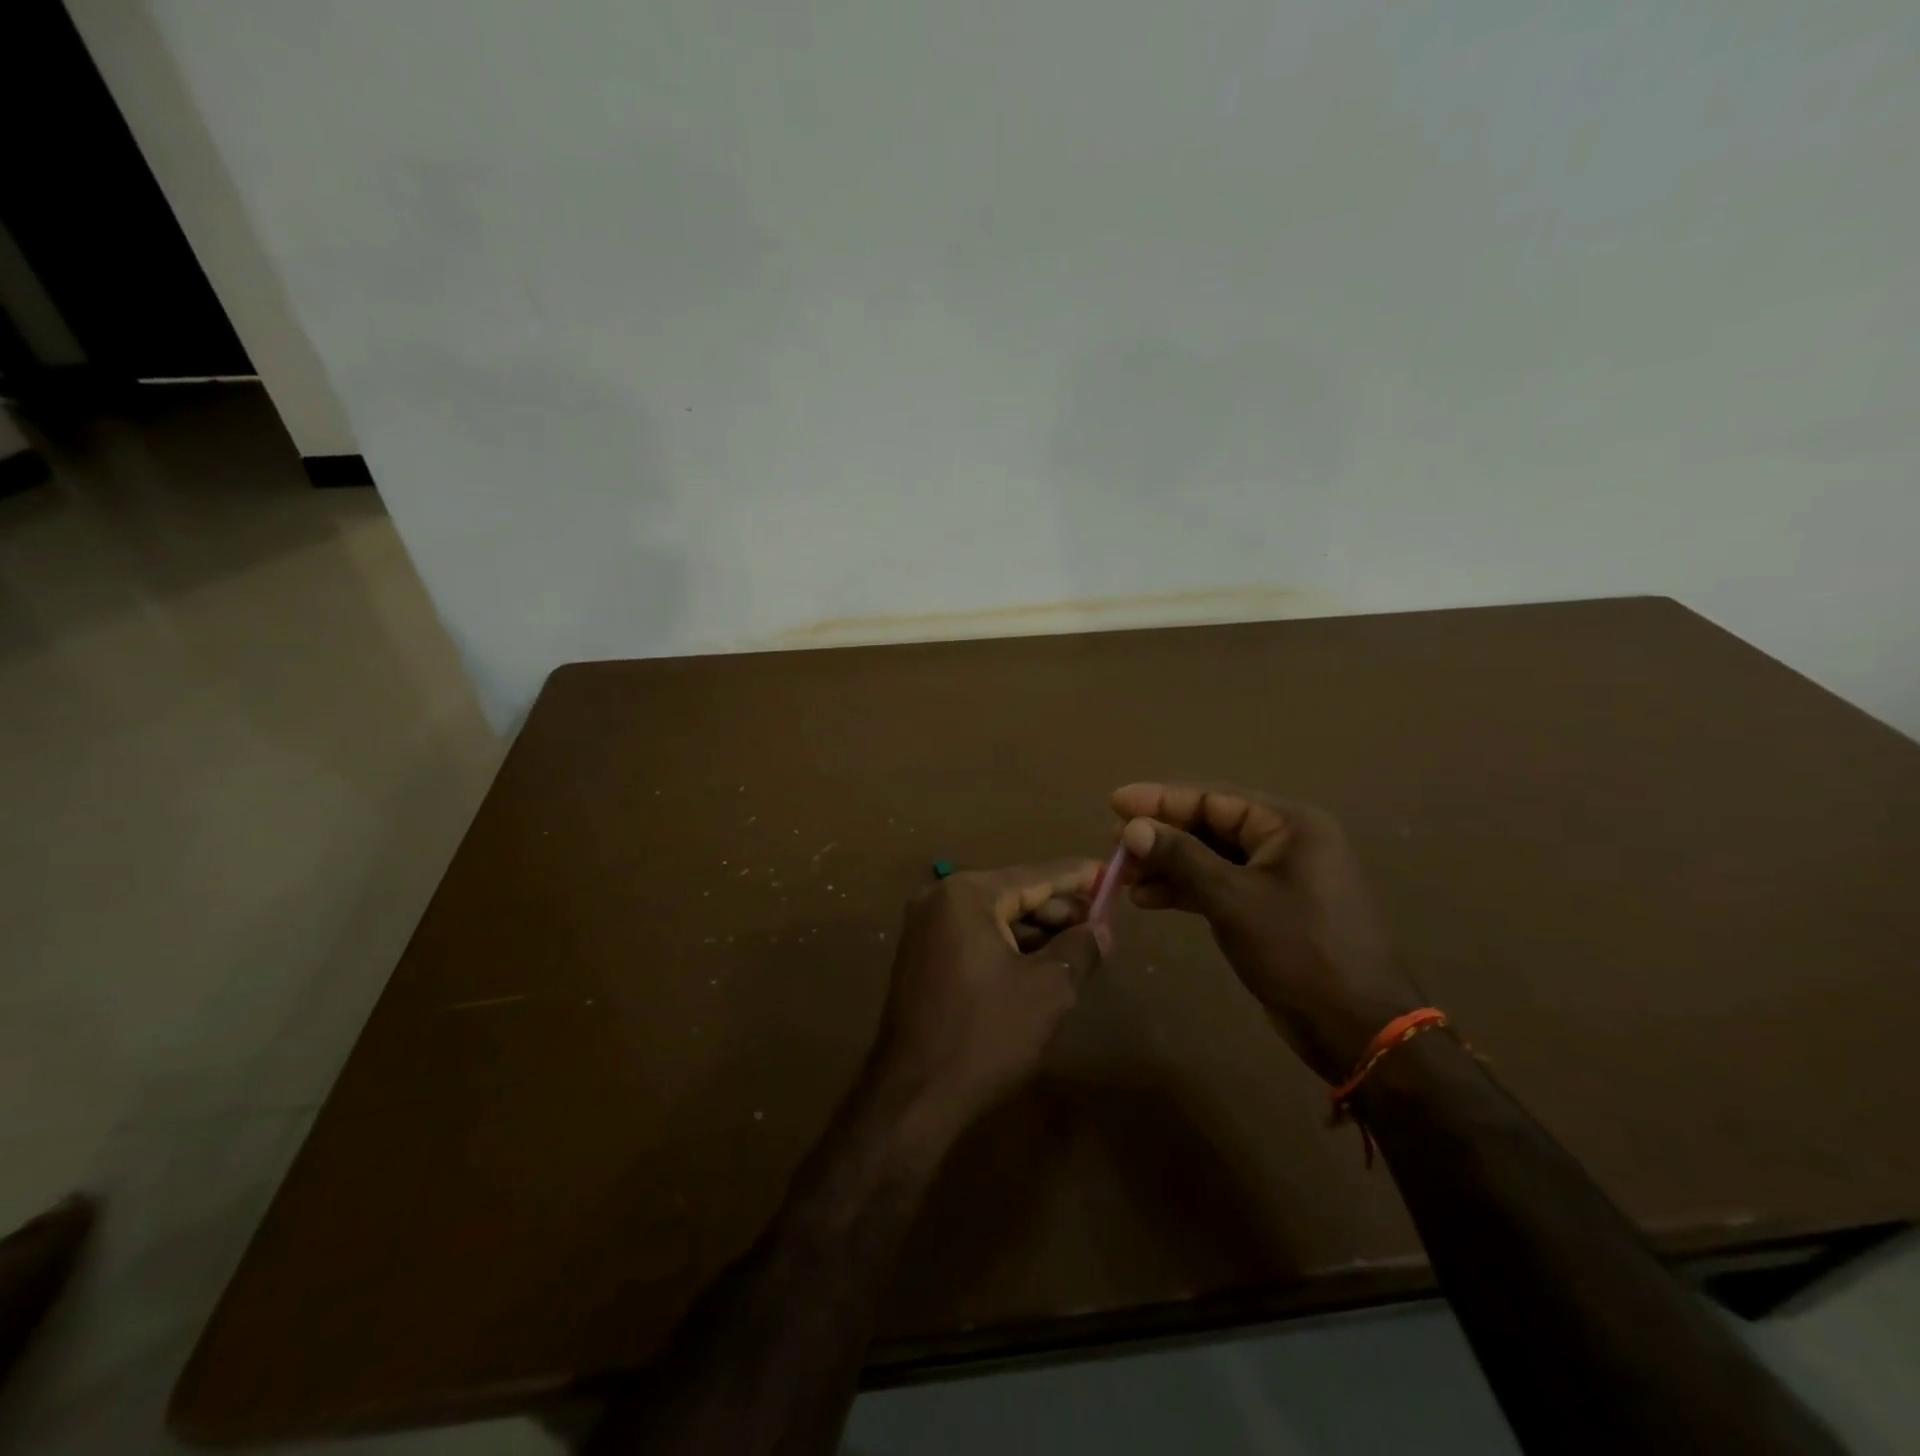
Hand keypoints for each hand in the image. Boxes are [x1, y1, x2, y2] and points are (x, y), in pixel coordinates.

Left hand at [871, 860, 1103, 1143]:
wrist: (915, 1097)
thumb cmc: (986, 1034)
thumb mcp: (1048, 989)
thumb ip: (1080, 948)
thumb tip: (1101, 929)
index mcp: (967, 894)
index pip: (1036, 875)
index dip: (1079, 877)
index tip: (1112, 873)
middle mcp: (940, 899)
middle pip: (1013, 894)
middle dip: (1059, 910)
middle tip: (1102, 925)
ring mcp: (925, 929)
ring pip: (995, 918)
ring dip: (1037, 932)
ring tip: (1079, 948)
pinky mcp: (922, 958)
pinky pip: (975, 938)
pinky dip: (1009, 947)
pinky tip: (1042, 966)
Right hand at [1112, 783, 1422, 1082]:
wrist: (1356, 1029)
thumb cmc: (1298, 952)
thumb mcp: (1232, 899)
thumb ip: (1181, 857)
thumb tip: (1131, 828)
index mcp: (1289, 824)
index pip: (1213, 798)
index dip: (1160, 800)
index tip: (1114, 801)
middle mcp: (1286, 841)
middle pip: (1210, 825)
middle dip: (1161, 836)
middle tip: (1114, 845)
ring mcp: (1280, 876)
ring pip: (1212, 858)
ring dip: (1168, 865)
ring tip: (1123, 877)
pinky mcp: (1271, 908)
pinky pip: (1221, 885)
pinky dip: (1187, 890)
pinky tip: (1149, 899)